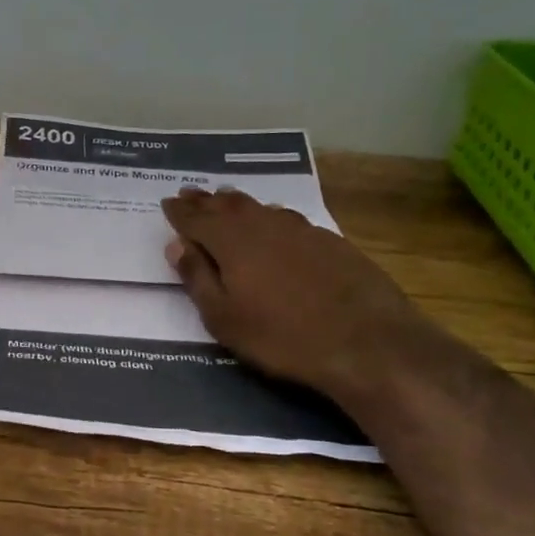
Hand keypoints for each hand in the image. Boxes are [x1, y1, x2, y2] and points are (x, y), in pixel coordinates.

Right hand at [160, 188, 435, 401]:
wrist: (367, 342)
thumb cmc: (281, 337)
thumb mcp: (224, 318)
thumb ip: (197, 278)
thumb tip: (176, 245)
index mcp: (231, 242)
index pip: (196, 219)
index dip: (180, 212)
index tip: (167, 204)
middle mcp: (264, 225)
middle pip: (228, 206)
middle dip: (205, 200)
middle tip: (190, 193)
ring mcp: (301, 230)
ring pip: (260, 208)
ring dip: (237, 203)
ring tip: (225, 198)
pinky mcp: (330, 241)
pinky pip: (287, 219)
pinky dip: (269, 216)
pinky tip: (273, 222)